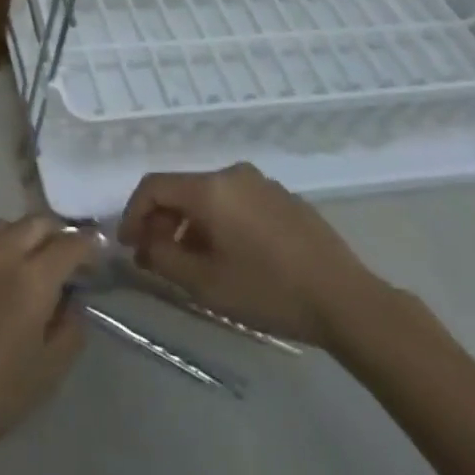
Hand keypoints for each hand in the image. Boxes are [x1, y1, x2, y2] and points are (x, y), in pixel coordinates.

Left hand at [0, 216, 97, 467]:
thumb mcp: (49, 370)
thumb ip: (71, 327)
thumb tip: (73, 300)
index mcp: (32, 277)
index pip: (70, 243)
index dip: (89, 245)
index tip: (97, 254)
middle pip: (36, 222)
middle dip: (56, 234)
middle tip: (64, 259)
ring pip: (3, 226)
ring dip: (23, 236)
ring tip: (28, 264)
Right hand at [117, 163, 383, 349]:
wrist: (347, 300)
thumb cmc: (268, 291)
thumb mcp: (205, 284)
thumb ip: (163, 258)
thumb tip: (144, 243)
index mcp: (210, 188)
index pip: (153, 186)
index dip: (133, 213)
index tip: (128, 244)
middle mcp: (232, 174)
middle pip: (182, 189)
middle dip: (162, 221)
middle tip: (156, 256)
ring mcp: (261, 183)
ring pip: (209, 197)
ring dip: (190, 224)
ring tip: (191, 261)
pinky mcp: (284, 198)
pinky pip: (236, 202)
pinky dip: (219, 222)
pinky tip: (229, 256)